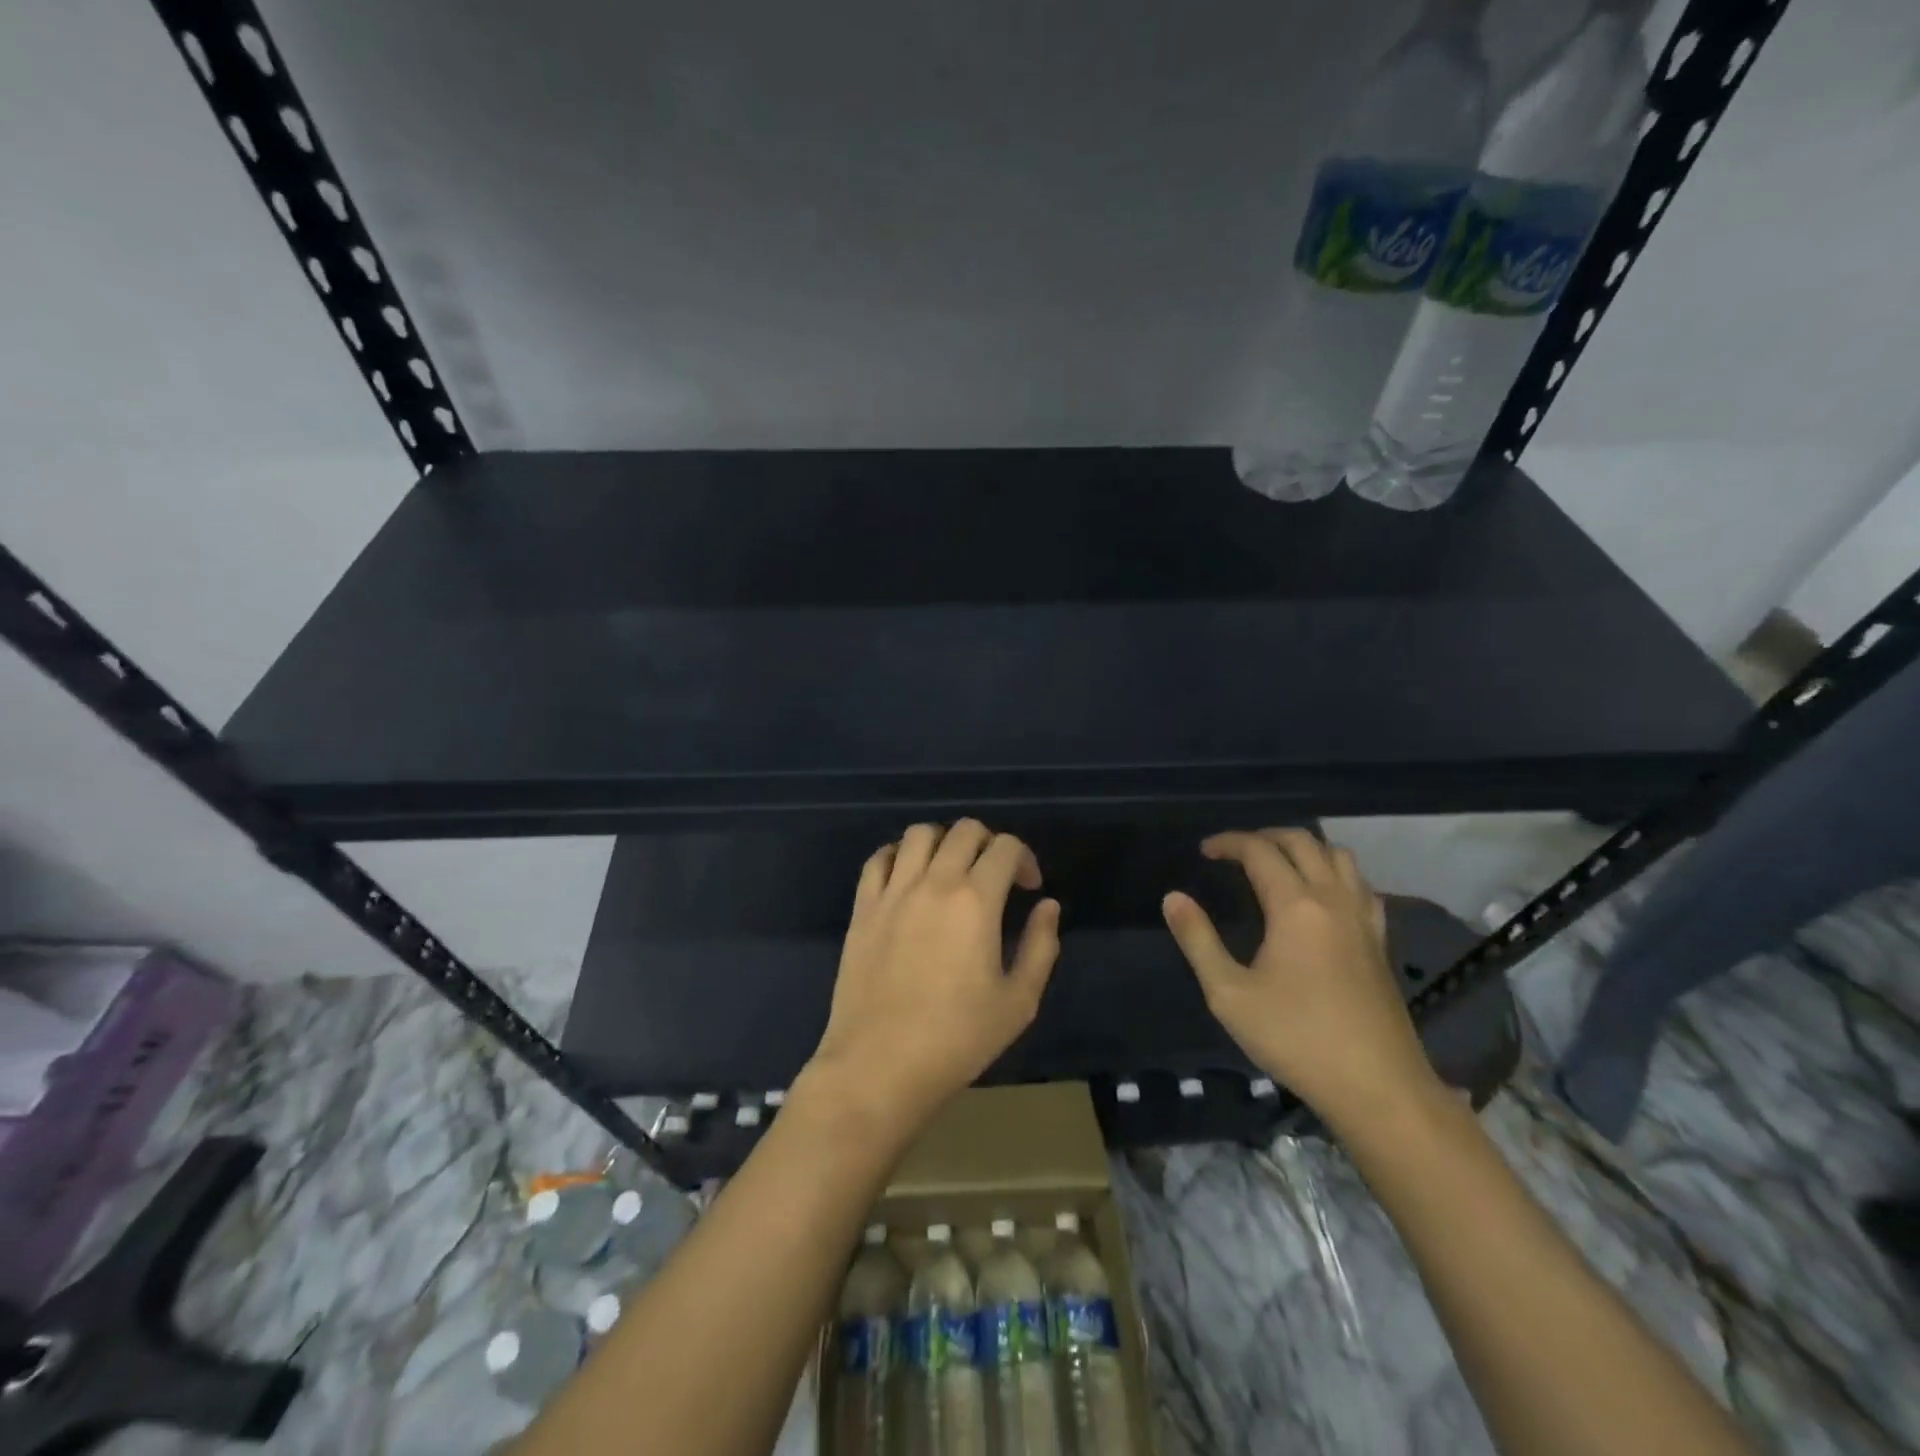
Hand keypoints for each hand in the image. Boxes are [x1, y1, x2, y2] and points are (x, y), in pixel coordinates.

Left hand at [804, 820, 1061, 1137]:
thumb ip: (1040, 946)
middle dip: (989, 843)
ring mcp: (892, 892)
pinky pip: (878, 859)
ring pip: (919, 834)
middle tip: (994, 876)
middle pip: (964, 830)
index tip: (1028, 888)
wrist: (880, 1065)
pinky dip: (898, 856)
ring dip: (944, 842)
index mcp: (976, 900)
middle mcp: (933, 882)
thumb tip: (1048, 906)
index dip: (1024, 858)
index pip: (1005, 847)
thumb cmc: (957, 1039)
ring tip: (951, 871)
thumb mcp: (1019, 1002)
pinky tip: (909, 879)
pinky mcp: (862, 908)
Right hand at [1162, 829, 1442, 1132]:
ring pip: (1340, 856)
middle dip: (1265, 836)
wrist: (1377, 1088)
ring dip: (1305, 848)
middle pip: (1303, 842)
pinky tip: (1324, 897)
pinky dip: (1336, 874)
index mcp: (1295, 906)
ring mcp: (1364, 919)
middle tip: (1235, 852)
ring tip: (1278, 864)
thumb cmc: (1295, 1038)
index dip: (1229, 842)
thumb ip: (1198, 940)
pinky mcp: (1380, 942)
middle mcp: (1334, 900)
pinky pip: (1361, 885)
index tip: (1204, 851)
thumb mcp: (1228, 994)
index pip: (1260, 851)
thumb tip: (1173, 898)